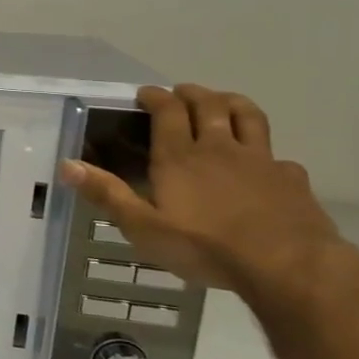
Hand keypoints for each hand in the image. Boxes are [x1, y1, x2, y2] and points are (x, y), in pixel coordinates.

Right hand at [58, 85, 344, 292]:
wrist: (288, 266)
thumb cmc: (206, 246)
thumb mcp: (143, 227)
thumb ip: (107, 194)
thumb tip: (66, 164)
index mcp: (179, 157)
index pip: (167, 111)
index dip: (155, 97)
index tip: (144, 93)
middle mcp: (219, 148)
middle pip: (209, 105)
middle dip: (193, 93)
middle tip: (181, 92)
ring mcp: (260, 161)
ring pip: (248, 117)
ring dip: (233, 103)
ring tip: (223, 102)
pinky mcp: (291, 180)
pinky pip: (278, 157)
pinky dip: (267, 153)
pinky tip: (265, 165)